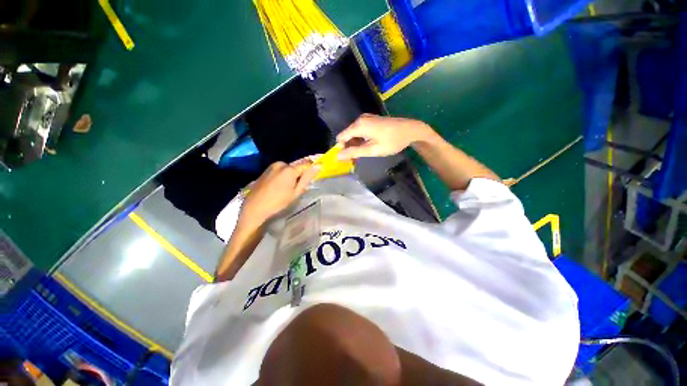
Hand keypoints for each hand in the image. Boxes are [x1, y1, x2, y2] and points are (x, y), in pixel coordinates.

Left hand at [240, 160, 319, 227]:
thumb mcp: (295, 192)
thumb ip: (306, 178)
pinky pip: (280, 170)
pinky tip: (280, 187)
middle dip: (300, 174)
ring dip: (291, 175)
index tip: (315, 173)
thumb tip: (317, 167)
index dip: (312, 167)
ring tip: (288, 188)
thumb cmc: (278, 202)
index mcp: (289, 169)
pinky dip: (283, 176)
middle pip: (296, 166)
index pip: (306, 164)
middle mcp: (281, 164)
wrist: (254, 207)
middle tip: (299, 187)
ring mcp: (272, 166)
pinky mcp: (266, 170)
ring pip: (288, 168)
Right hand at [336, 114, 434, 159]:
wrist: (411, 130)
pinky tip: (369, 146)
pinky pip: (361, 131)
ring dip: (356, 144)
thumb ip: (354, 152)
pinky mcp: (372, 120)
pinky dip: (361, 140)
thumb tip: (338, 155)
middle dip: (349, 147)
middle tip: (357, 159)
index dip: (342, 149)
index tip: (348, 159)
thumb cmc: (392, 141)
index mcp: (359, 125)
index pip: (341, 137)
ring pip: (354, 134)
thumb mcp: (372, 150)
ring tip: (364, 154)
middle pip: (347, 135)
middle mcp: (360, 119)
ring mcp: (366, 118)